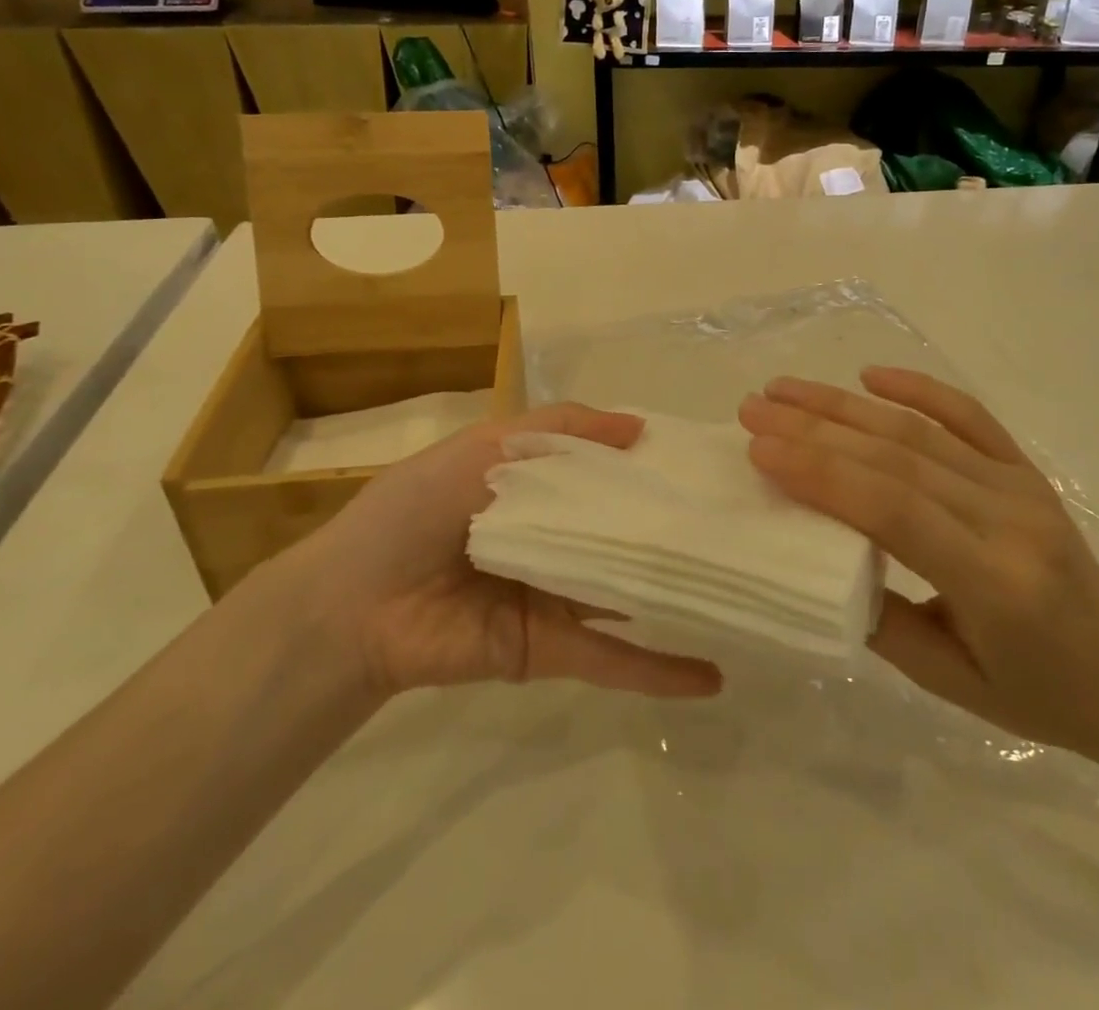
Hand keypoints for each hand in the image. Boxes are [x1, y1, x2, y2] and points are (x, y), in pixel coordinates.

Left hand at [281, 404, 721, 705]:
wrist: (354, 605)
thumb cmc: (418, 509)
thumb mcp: (485, 445)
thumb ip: (561, 429)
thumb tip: (640, 425)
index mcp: (540, 486)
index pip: (610, 470)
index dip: (653, 463)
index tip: (707, 461)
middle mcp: (558, 536)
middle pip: (627, 531)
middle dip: (677, 527)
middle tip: (744, 523)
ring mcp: (559, 594)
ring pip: (630, 591)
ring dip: (679, 593)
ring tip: (743, 588)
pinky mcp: (551, 648)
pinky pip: (613, 657)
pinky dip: (659, 669)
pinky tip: (712, 672)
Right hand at [739, 369, 1098, 759]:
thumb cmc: (1036, 694)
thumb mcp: (948, 683)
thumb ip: (880, 620)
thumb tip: (815, 555)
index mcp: (991, 581)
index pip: (891, 508)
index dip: (820, 472)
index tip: (759, 449)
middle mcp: (1007, 518)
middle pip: (896, 456)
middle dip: (815, 428)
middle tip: (754, 409)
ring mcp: (1020, 485)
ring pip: (918, 430)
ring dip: (844, 404)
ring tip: (785, 389)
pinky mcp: (1025, 468)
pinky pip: (968, 414)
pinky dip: (918, 387)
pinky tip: (871, 374)